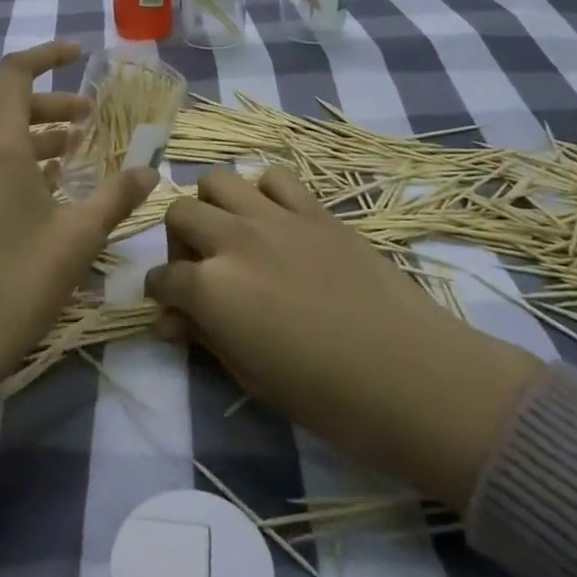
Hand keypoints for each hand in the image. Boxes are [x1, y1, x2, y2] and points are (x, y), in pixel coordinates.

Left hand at [0, 41, 157, 442]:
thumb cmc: (17, 283)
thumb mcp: (78, 238)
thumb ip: (116, 196)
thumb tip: (150, 170)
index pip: (16, 72)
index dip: (47, 54)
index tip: (78, 53)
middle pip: (11, 105)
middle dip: (54, 105)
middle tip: (92, 120)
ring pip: (0, 136)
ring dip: (39, 135)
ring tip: (77, 153)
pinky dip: (19, 160)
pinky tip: (47, 188)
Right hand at [145, 168, 541, 510]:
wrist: (413, 377)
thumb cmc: (328, 398)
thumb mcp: (251, 378)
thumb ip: (205, 338)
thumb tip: (172, 320)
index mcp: (210, 287)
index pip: (164, 278)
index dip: (162, 295)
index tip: (172, 309)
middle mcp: (233, 239)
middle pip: (180, 214)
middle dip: (179, 243)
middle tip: (200, 271)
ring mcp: (275, 217)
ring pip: (218, 180)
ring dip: (213, 206)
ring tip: (232, 237)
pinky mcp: (315, 210)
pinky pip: (275, 178)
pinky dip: (264, 194)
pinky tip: (276, 223)